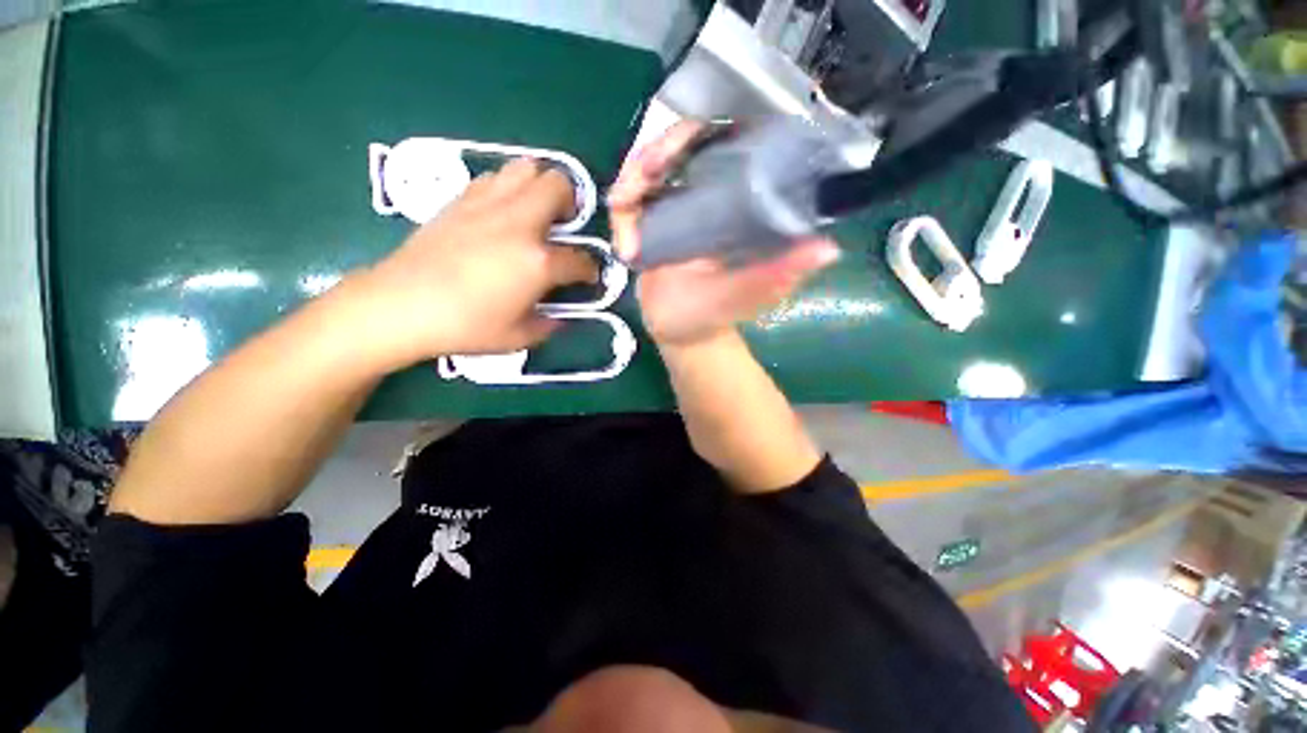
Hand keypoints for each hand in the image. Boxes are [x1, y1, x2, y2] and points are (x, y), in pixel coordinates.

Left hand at [350, 159, 597, 369]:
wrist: (401, 305)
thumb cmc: (466, 326)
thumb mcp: (519, 337)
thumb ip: (549, 324)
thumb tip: (559, 316)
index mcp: (539, 262)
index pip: (580, 259)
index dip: (590, 269)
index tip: (588, 276)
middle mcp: (520, 224)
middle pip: (559, 186)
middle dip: (572, 202)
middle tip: (566, 224)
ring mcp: (489, 206)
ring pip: (526, 168)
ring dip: (541, 186)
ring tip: (537, 212)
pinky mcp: (461, 200)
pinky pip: (495, 178)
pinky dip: (509, 188)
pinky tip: (503, 212)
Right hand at [608, 121, 840, 347]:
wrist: (680, 333)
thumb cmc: (714, 315)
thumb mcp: (746, 295)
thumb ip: (777, 275)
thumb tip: (827, 249)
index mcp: (735, 204)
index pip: (722, 146)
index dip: (698, 135)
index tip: (677, 149)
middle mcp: (705, 197)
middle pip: (677, 148)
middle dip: (654, 154)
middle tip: (641, 178)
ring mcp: (673, 209)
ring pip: (646, 171)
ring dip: (630, 182)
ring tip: (624, 207)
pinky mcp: (649, 226)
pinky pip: (628, 205)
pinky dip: (621, 218)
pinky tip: (624, 247)